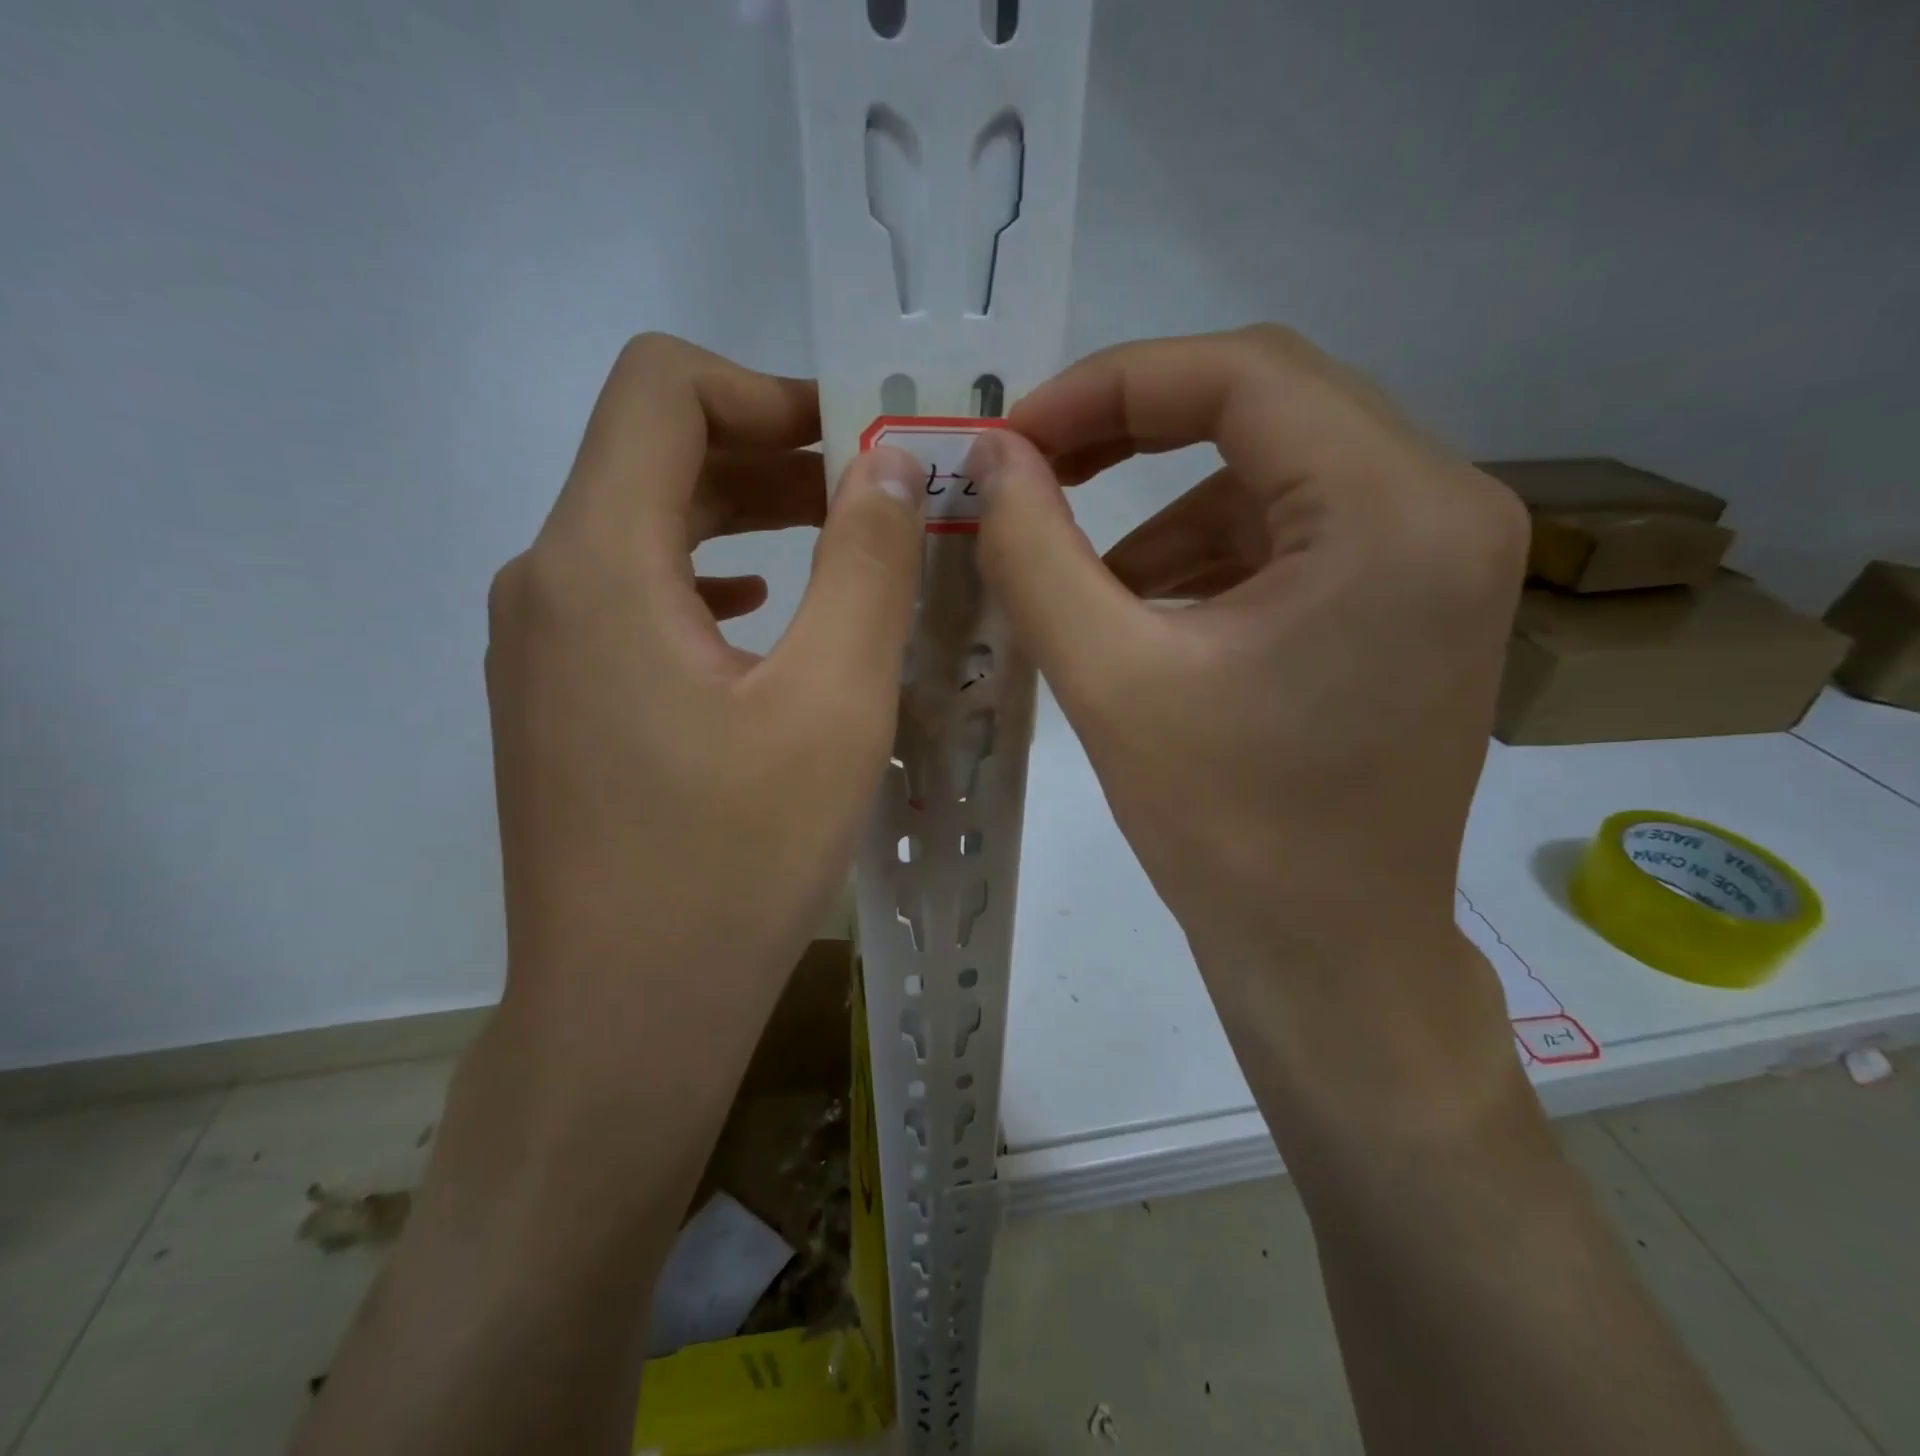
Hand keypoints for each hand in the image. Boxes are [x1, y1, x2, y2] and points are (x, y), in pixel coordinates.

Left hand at [484, 333, 923, 1094]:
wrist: (627, 1013)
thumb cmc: (735, 862)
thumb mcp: (832, 704)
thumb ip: (866, 564)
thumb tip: (888, 464)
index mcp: (598, 562)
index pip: (659, 387)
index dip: (764, 389)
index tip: (854, 443)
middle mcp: (546, 583)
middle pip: (652, 454)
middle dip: (771, 454)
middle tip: (874, 496)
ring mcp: (541, 647)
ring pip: (645, 528)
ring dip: (745, 517)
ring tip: (841, 549)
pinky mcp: (558, 699)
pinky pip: (634, 595)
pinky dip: (709, 578)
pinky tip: (765, 619)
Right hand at [969, 326, 1529, 1119]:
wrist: (1329, 954)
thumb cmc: (1226, 831)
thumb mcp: (1108, 679)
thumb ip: (1035, 552)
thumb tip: (990, 458)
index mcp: (1394, 512)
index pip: (1243, 374)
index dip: (1109, 385)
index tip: (1015, 435)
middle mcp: (1447, 506)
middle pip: (1270, 404)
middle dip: (1134, 429)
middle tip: (1035, 471)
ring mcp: (1442, 554)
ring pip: (1278, 468)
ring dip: (1168, 504)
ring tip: (1083, 574)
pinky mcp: (1415, 598)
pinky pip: (1298, 529)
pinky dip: (1211, 550)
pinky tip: (1147, 610)